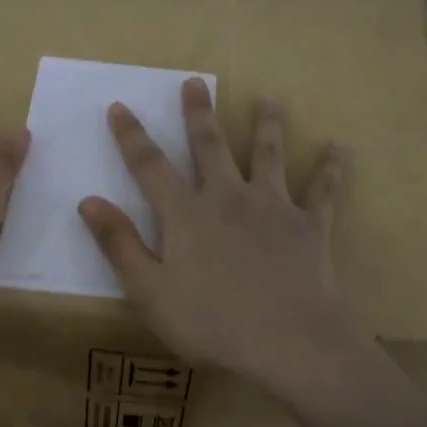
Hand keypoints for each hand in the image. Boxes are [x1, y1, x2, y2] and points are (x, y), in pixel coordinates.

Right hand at [76, 78, 362, 398]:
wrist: (290, 344)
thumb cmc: (211, 323)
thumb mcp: (150, 292)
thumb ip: (119, 245)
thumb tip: (89, 202)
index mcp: (186, 214)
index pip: (150, 166)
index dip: (131, 136)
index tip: (120, 106)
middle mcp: (228, 198)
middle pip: (210, 146)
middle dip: (199, 114)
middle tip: (195, 82)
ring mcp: (273, 208)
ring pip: (268, 155)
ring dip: (267, 124)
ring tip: (268, 98)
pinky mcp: (310, 226)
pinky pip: (322, 191)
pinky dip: (330, 169)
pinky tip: (337, 147)